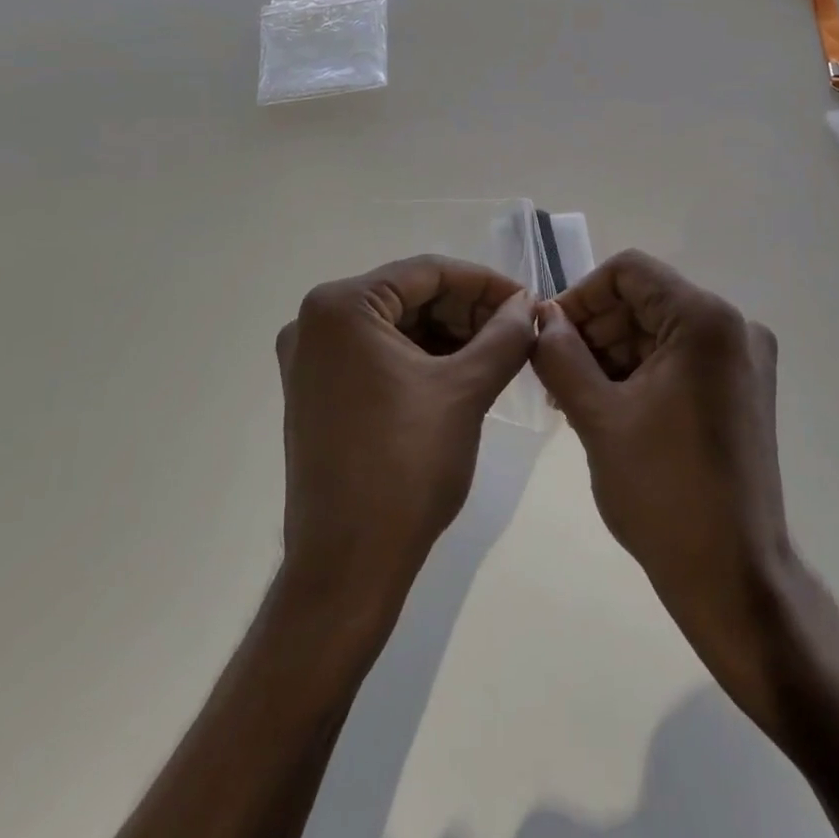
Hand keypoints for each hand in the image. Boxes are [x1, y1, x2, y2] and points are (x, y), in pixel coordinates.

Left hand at [276, 256, 533, 624]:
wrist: (348, 565)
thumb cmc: (406, 466)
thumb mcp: (466, 391)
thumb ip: (504, 336)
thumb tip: (528, 305)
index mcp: (341, 307)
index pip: (426, 272)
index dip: (484, 283)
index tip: (528, 301)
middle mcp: (314, 322)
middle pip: (408, 296)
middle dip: (466, 311)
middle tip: (517, 331)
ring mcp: (310, 360)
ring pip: (396, 327)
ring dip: (448, 335)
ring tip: (499, 354)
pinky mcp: (317, 392)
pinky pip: (378, 356)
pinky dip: (421, 360)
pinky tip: (463, 375)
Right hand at [531, 250, 790, 692]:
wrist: (733, 577)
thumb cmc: (663, 492)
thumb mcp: (598, 417)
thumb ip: (561, 355)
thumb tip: (542, 317)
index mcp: (706, 320)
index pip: (630, 272)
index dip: (580, 295)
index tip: (547, 335)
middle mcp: (734, 327)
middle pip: (645, 301)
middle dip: (593, 330)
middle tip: (551, 373)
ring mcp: (743, 361)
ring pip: (658, 331)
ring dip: (611, 354)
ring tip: (570, 396)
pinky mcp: (741, 391)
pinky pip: (679, 359)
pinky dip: (639, 374)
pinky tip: (604, 407)